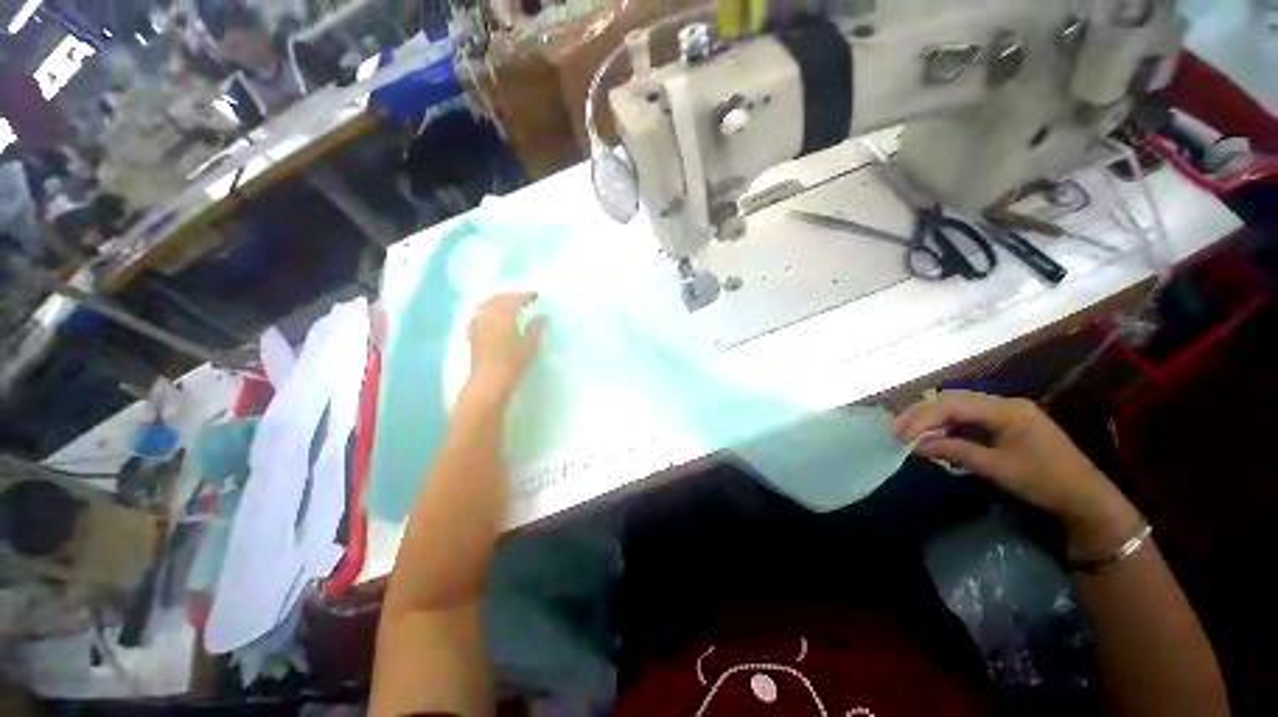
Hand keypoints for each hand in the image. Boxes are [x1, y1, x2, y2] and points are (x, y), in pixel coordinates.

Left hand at [463, 292, 544, 406]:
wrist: (488, 382)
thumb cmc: (512, 365)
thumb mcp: (529, 346)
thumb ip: (536, 329)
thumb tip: (544, 316)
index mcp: (503, 316)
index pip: (515, 299)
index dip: (526, 295)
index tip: (536, 295)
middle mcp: (488, 315)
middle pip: (499, 298)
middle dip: (511, 296)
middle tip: (524, 298)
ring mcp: (477, 323)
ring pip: (487, 304)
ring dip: (498, 300)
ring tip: (509, 303)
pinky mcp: (472, 332)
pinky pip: (479, 313)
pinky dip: (488, 309)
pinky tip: (493, 315)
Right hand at [894, 391, 1138, 547]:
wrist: (1086, 499)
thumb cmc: (1045, 482)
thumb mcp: (998, 469)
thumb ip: (956, 451)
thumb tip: (917, 445)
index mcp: (1006, 409)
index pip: (953, 404)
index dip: (922, 417)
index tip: (900, 435)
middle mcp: (1004, 403)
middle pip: (952, 400)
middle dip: (921, 414)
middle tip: (898, 431)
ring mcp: (1006, 412)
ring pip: (957, 407)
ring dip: (932, 419)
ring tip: (910, 433)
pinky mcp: (1005, 424)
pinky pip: (968, 418)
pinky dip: (947, 426)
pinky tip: (935, 436)